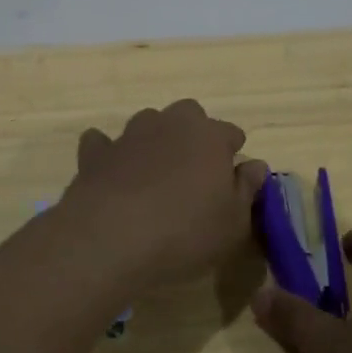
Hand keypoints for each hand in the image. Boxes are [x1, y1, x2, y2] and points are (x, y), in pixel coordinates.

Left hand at [61, 99, 267, 286]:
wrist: (111, 238)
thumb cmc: (185, 232)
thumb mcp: (233, 223)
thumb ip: (247, 189)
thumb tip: (255, 165)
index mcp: (209, 136)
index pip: (230, 132)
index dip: (232, 152)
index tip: (231, 176)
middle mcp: (170, 124)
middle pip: (188, 114)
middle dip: (193, 133)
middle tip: (194, 169)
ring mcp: (130, 135)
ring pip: (148, 122)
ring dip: (154, 139)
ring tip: (155, 172)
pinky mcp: (96, 153)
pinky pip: (102, 142)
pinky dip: (109, 153)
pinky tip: (111, 172)